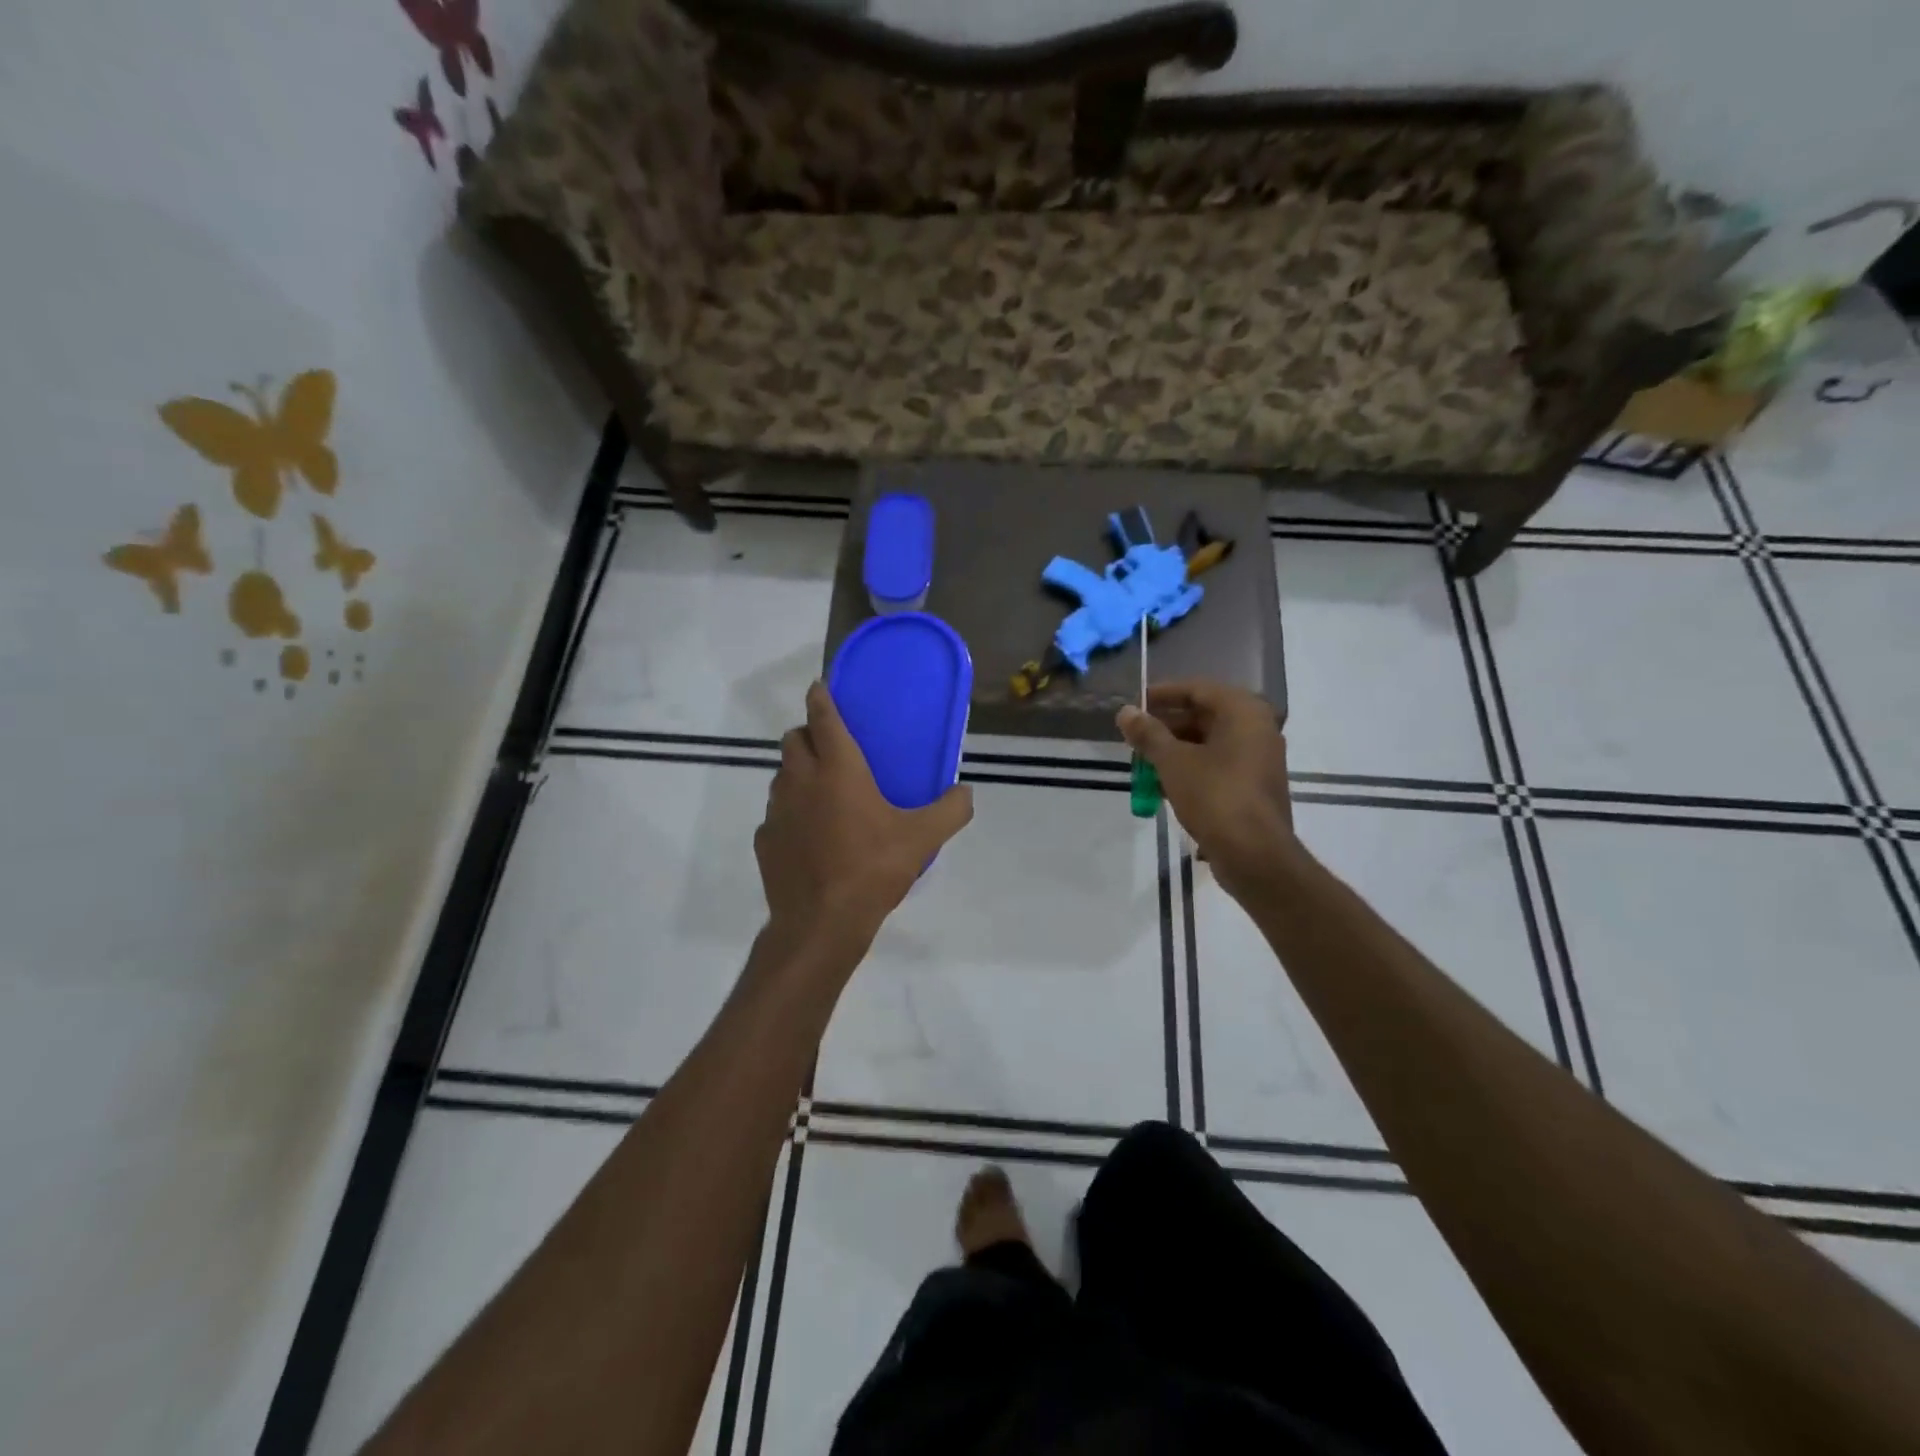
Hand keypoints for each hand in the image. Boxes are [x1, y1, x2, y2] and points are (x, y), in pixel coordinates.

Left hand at [756, 681, 973, 952]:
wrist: (821, 922)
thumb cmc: (872, 869)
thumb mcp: (922, 839)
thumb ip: (950, 810)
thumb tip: (966, 792)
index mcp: (838, 769)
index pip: (822, 717)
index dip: (821, 698)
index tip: (821, 688)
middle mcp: (801, 780)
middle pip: (793, 740)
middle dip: (808, 735)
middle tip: (832, 749)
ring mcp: (777, 810)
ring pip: (781, 776)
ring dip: (798, 773)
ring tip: (823, 793)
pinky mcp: (765, 840)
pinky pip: (775, 814)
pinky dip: (790, 814)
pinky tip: (810, 836)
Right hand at [1118, 680, 1293, 896]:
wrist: (1254, 855)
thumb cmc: (1214, 796)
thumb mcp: (1173, 761)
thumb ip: (1148, 733)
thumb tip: (1125, 712)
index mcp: (1243, 712)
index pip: (1197, 689)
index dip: (1162, 694)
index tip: (1134, 704)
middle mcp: (1257, 729)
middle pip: (1204, 716)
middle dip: (1166, 726)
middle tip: (1134, 736)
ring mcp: (1258, 759)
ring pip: (1209, 743)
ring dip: (1175, 750)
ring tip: (1142, 761)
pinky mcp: (1254, 787)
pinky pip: (1218, 766)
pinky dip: (1191, 769)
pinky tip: (1162, 785)